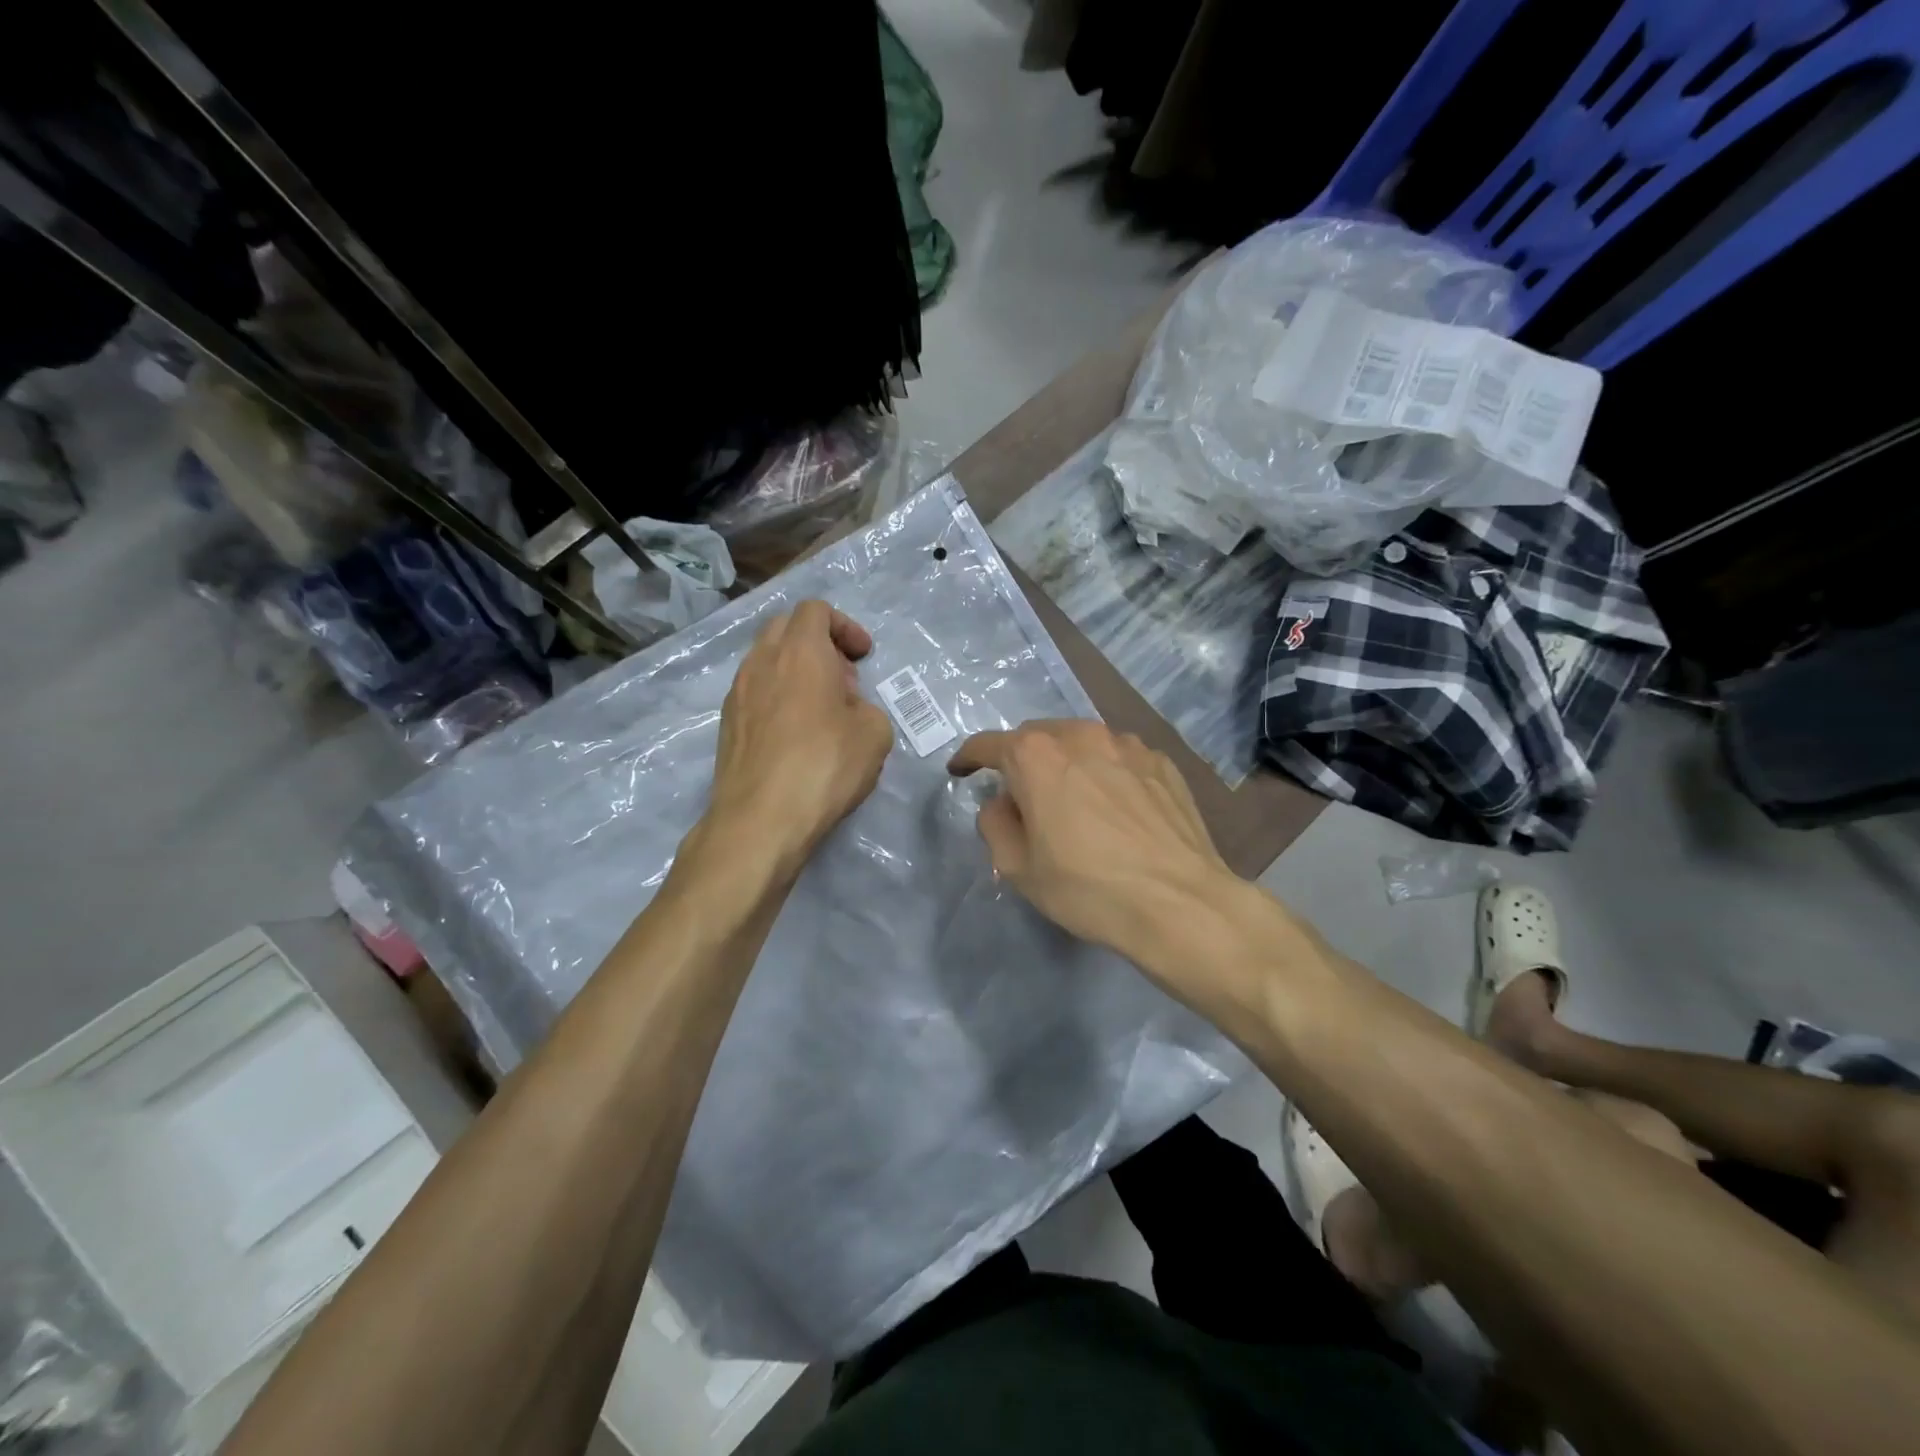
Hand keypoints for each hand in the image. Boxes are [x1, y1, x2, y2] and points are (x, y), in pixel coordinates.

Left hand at [706, 600, 893, 870]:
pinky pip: (755, 692)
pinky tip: (796, 736)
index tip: (863, 657)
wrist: (761, 819)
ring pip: (767, 660)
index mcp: (800, 651)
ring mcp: (737, 693)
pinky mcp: (727, 724)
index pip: (815, 610)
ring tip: (820, 710)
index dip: (845, 626)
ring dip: (796, 671)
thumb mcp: (875, 733)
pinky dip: (778, 697)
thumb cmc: (824, 766)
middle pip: (786, 628)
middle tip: (843, 678)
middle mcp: (761, 661)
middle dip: (818, 643)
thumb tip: (847, 709)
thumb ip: (866, 707)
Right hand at [947, 720, 1242, 970]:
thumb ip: (996, 824)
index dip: (968, 758)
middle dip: (1021, 760)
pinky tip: (1117, 809)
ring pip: (1081, 743)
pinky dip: (1107, 774)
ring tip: (1074, 801)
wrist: (1180, 903)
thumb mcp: (1018, 869)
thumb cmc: (1088, 888)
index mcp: (1035, 756)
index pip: (988, 744)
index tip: (960, 771)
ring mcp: (1127, 744)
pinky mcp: (1161, 762)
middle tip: (1023, 797)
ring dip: (1067, 763)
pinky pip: (1119, 759)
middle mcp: (1080, 735)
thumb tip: (1004, 803)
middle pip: (1036, 737)